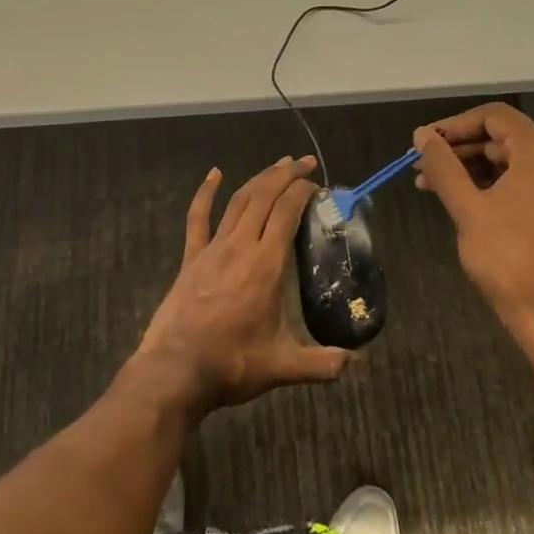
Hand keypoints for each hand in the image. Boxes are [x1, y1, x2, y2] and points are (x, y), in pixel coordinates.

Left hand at [134, 156, 349, 410]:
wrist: (176, 370)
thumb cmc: (231, 364)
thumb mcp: (282, 366)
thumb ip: (323, 364)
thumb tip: (357, 363)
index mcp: (266, 264)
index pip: (287, 212)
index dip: (302, 191)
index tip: (317, 184)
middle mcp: (241, 246)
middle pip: (265, 196)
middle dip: (286, 174)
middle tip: (305, 162)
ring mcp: (213, 249)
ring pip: (238, 201)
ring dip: (259, 179)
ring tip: (277, 165)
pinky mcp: (191, 257)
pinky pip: (198, 218)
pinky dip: (205, 193)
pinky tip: (214, 174)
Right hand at [412, 104, 533, 344]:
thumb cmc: (508, 256)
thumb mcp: (467, 207)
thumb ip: (443, 165)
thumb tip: (421, 135)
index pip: (494, 117)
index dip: (455, 125)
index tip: (424, 141)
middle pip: (502, 137)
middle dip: (459, 149)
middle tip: (421, 163)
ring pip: (508, 159)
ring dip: (469, 167)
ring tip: (429, 183)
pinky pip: (520, 180)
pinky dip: (489, 183)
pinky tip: (457, 196)